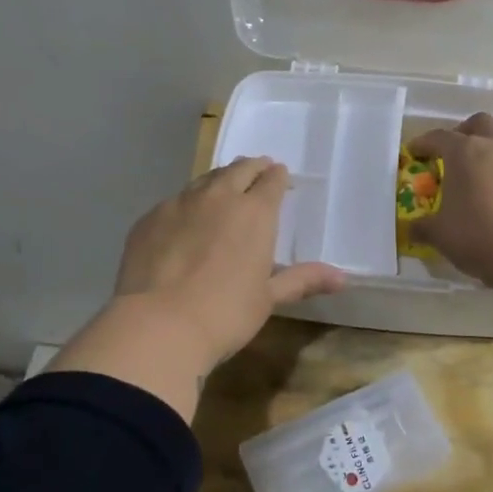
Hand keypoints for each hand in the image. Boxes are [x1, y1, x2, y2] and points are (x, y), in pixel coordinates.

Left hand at [113, 156, 344, 366]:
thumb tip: (342, 278)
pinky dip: (187, 204)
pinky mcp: (150, 218)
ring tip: (222, 189)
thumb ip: (302, 280)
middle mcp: (218, 197)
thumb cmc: (224, 313)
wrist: (158, 324)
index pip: (271, 181)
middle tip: (257, 170)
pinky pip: (174, 201)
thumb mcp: (268, 298)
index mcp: (254, 212)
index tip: (280, 177)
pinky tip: (184, 221)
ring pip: (204, 180)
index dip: (278, 177)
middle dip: (252, 168)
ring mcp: (179, 203)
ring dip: (219, 181)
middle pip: (239, 169)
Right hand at [408, 114, 492, 285]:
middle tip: (450, 154)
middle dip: (462, 133)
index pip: (438, 137)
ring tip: (473, 180)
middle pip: (478, 124)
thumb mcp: (439, 234)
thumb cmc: (476, 235)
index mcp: (463, 152)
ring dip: (486, 154)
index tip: (414, 153)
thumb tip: (411, 228)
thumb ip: (422, 226)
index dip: (423, 143)